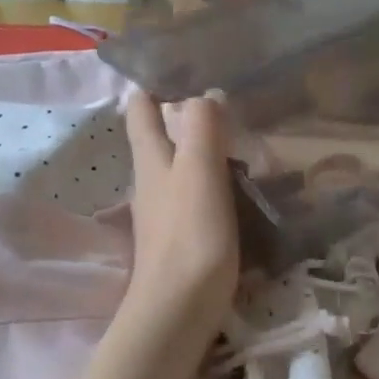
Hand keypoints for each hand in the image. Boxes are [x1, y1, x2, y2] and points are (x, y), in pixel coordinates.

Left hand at [122, 91, 240, 332]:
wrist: (179, 310)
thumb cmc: (190, 234)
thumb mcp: (198, 170)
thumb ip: (201, 127)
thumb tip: (205, 94)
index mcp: (150, 158)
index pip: (140, 110)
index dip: (152, 86)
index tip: (180, 69)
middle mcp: (150, 180)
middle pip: (158, 137)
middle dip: (180, 115)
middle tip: (221, 103)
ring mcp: (163, 210)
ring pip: (178, 166)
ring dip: (200, 148)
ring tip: (238, 140)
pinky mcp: (180, 236)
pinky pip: (194, 194)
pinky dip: (211, 180)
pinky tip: (236, 185)